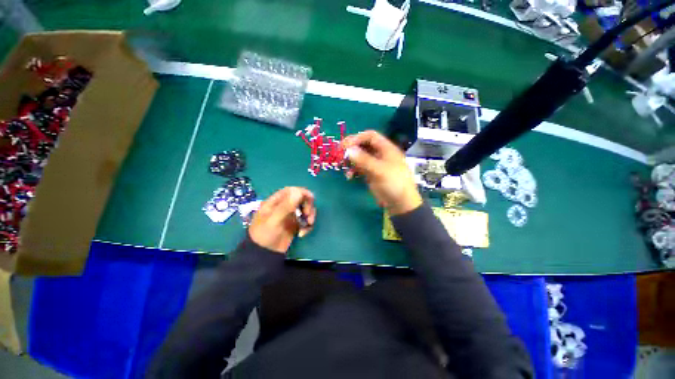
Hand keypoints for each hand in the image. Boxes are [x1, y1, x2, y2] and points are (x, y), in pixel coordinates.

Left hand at [249, 187, 315, 253]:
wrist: (264, 255)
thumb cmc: (265, 235)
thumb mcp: (274, 220)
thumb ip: (286, 206)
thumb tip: (298, 191)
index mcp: (275, 202)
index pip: (290, 190)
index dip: (301, 192)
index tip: (310, 198)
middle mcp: (284, 206)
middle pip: (301, 198)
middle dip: (308, 205)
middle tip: (307, 214)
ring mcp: (291, 216)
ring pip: (306, 209)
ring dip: (310, 215)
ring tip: (308, 224)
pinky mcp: (296, 225)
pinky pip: (306, 220)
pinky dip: (307, 226)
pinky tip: (302, 233)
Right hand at [342, 130, 421, 214]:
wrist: (400, 204)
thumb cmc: (394, 184)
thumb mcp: (379, 171)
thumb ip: (363, 160)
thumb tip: (348, 150)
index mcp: (386, 149)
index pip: (370, 136)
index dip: (357, 138)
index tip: (345, 145)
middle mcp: (380, 154)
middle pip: (364, 146)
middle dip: (352, 149)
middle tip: (340, 154)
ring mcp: (376, 164)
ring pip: (360, 157)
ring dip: (351, 160)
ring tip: (343, 166)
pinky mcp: (372, 174)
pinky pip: (360, 168)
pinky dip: (353, 170)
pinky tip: (349, 176)